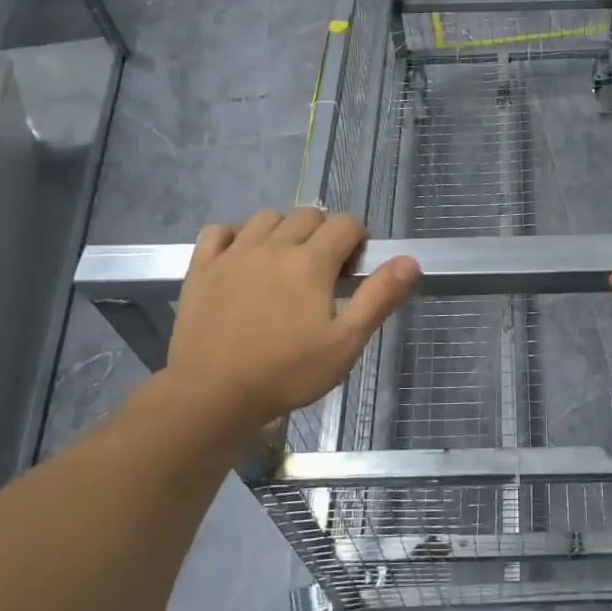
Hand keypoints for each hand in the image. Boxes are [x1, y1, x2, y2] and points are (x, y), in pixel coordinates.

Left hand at [158, 208, 418, 441]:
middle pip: (308, 215)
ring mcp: (233, 253)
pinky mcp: (202, 267)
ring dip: (284, 230)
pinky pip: (219, 230)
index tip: (354, 269)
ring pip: (267, 218)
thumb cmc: (287, 372)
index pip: (345, 224)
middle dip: (324, 233)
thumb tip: (409, 260)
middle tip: (323, 271)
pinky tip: (242, 257)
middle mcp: (273, 245)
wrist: (212, 396)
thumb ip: (379, 297)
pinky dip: (235, 235)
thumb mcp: (345, 343)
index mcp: (311, 261)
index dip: (358, 240)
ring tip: (286, 262)